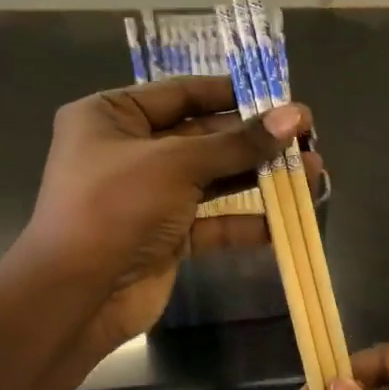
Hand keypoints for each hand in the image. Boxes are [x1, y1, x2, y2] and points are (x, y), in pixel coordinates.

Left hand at [12, 76, 314, 351]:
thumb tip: (294, 116)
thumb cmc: (115, 208)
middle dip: (255, 138)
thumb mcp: (177, 164)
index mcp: (111, 116)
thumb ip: (238, 143)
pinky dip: (246, 221)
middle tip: (306, 135)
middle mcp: (129, 151)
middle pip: (203, 136)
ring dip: (259, 176)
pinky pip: (213, 220)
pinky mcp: (167, 236)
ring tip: (311, 170)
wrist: (77, 296)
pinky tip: (285, 219)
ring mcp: (149, 196)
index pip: (181, 93)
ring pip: (214, 179)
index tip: (280, 96)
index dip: (232, 94)